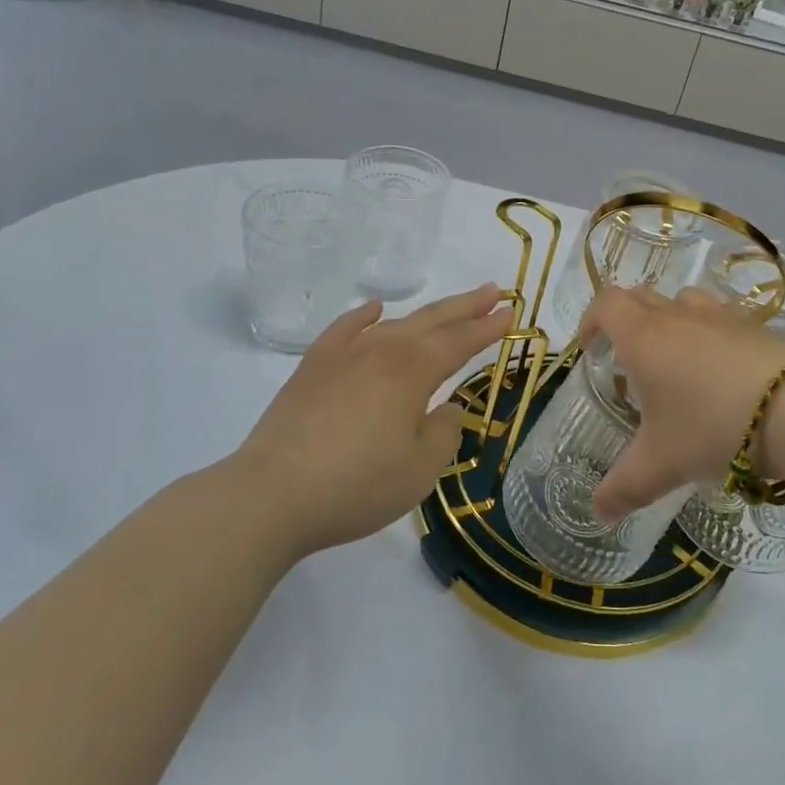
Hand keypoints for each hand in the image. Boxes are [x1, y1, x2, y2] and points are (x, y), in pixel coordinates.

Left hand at [233, 285, 511, 561]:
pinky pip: (345, 329)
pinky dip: (364, 316)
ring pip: (395, 323)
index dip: (488, 327)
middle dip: (466, 306)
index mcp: (413, 371)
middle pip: (432, 320)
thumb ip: (443, 432)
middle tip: (494, 291)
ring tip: (447, 307)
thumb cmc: (357, 485)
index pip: (460, 341)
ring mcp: (343, 354)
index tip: (511, 313)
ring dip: (426, 312)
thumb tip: (446, 408)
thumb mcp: (420, 470)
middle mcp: (382, 350)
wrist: (273, 493)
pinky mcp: (313, 367)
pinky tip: (375, 309)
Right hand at [582, 286, 784, 518]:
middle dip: (626, 320)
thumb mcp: (662, 464)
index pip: (606, 304)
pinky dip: (710, 334)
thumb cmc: (713, 426)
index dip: (591, 320)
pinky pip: (721, 318)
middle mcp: (678, 316)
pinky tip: (722, 372)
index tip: (589, 347)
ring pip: (683, 301)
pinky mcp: (757, 327)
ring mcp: (721, 316)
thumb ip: (625, 487)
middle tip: (627, 359)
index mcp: (644, 336)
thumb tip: (598, 512)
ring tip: (675, 360)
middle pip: (641, 297)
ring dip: (670, 320)